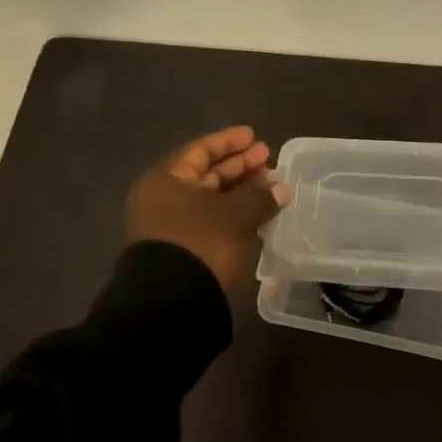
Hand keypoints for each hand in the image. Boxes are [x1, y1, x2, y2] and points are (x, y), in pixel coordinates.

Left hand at [125, 126, 286, 290]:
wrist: (170, 305)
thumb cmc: (199, 244)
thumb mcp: (233, 215)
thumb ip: (258, 196)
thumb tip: (279, 187)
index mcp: (165, 180)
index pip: (199, 150)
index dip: (228, 142)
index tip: (254, 136)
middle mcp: (162, 200)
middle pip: (204, 175)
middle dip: (238, 167)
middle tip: (267, 160)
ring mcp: (169, 229)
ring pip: (209, 201)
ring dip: (239, 193)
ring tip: (270, 188)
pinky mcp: (181, 253)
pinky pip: (210, 223)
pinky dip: (233, 216)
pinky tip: (257, 215)